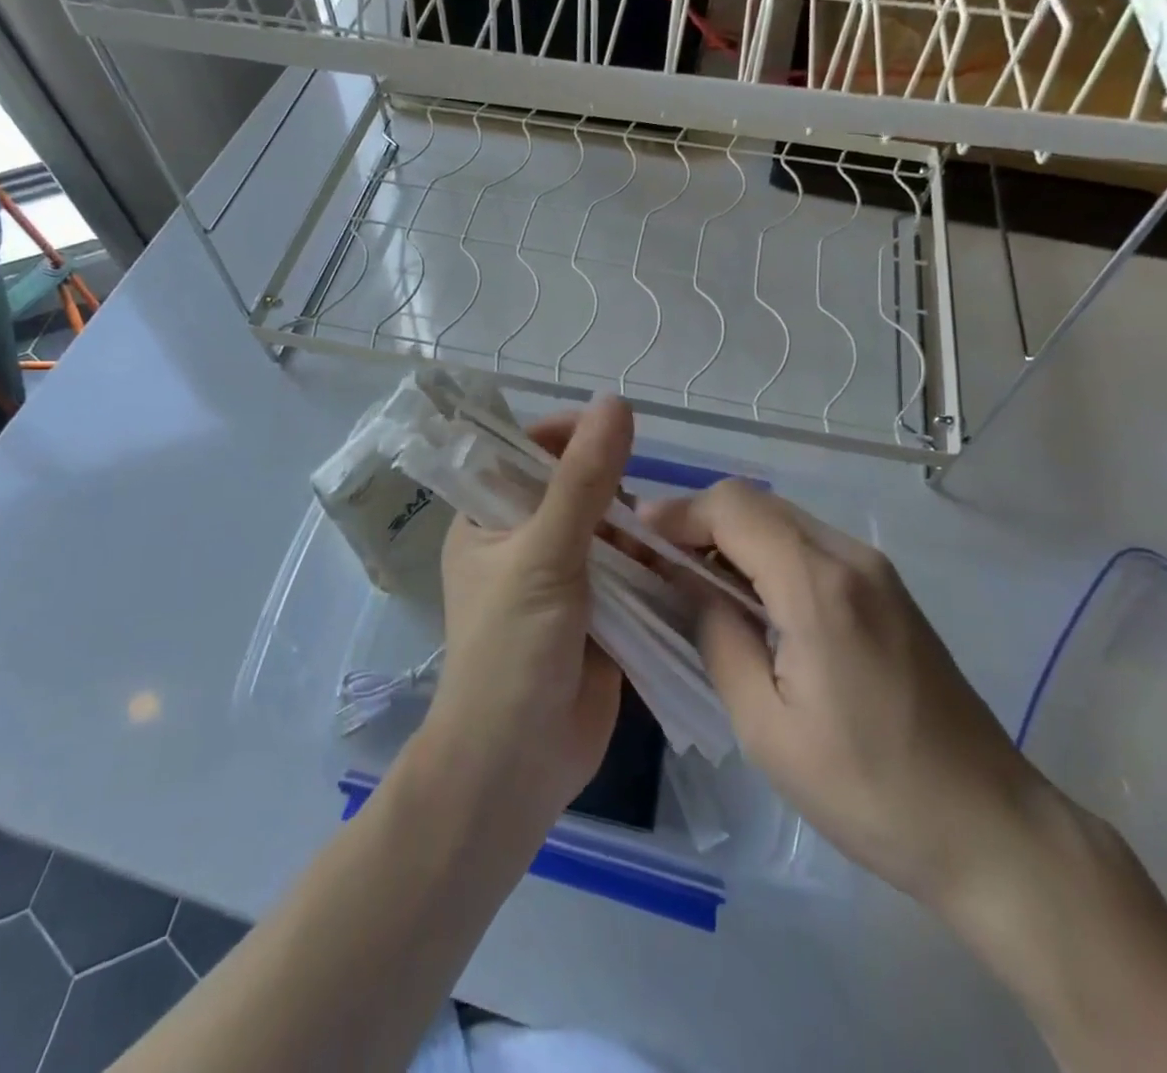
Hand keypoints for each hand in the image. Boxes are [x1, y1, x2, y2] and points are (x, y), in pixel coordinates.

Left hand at [424, 395, 629, 833]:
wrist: (517, 765)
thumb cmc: (511, 650)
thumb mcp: (544, 554)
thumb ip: (584, 480)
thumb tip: (616, 403)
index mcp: (488, 520)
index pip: (525, 453)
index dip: (566, 436)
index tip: (613, 432)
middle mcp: (523, 542)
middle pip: (576, 488)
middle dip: (612, 489)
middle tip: (637, 511)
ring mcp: (563, 579)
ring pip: (610, 530)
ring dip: (637, 530)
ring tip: (663, 541)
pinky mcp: (599, 613)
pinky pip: (630, 572)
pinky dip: (651, 565)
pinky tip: (677, 563)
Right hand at [643, 481, 1047, 906]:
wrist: (991, 828)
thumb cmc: (869, 790)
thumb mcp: (767, 728)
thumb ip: (718, 638)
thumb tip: (688, 587)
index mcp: (819, 587)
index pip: (733, 509)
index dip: (677, 512)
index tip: (635, 536)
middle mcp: (850, 557)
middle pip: (756, 502)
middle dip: (697, 519)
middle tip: (654, 557)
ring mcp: (875, 569)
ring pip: (782, 518)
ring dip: (730, 534)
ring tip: (688, 575)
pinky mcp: (887, 588)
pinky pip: (809, 543)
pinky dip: (764, 551)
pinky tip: (745, 594)